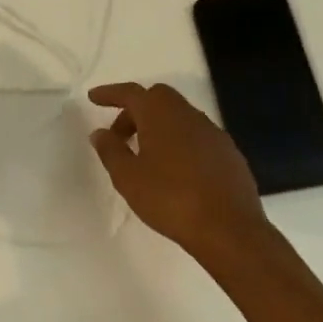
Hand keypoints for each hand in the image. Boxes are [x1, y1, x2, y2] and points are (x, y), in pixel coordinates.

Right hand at [87, 82, 267, 260]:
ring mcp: (213, 132)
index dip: (110, 93)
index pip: (131, 93)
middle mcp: (188, 114)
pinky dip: (179, 142)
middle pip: (157, 99)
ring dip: (158, 127)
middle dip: (135, 111)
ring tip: (145, 156)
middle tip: (119, 136)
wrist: (229, 228)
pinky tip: (175, 170)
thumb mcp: (128, 177)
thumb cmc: (170, 199)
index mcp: (161, 114)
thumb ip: (111, 150)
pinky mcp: (228, 152)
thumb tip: (100, 132)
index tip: (93, 97)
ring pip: (179, 116)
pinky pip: (196, 136)